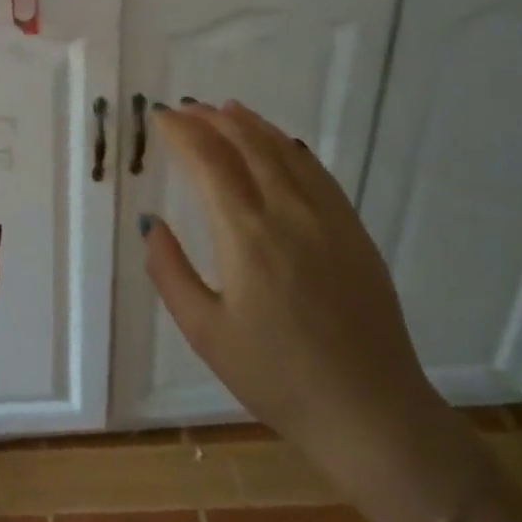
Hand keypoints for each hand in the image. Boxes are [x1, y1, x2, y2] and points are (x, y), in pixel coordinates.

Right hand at [144, 101, 462, 521]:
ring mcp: (328, 217)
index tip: (160, 118)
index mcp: (246, 235)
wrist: (371, 413)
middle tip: (186, 108)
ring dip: (250, 124)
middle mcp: (287, 212)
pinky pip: (317, 172)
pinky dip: (290, 147)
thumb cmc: (278, 378)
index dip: (181, 133)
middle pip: (246, 144)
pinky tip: (280, 143)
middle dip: (211, 119)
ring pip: (284, 150)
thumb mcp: (206, 334)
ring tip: (225, 109)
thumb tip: (150, 223)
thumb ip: (170, 272)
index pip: (208, 161)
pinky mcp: (354, 230)